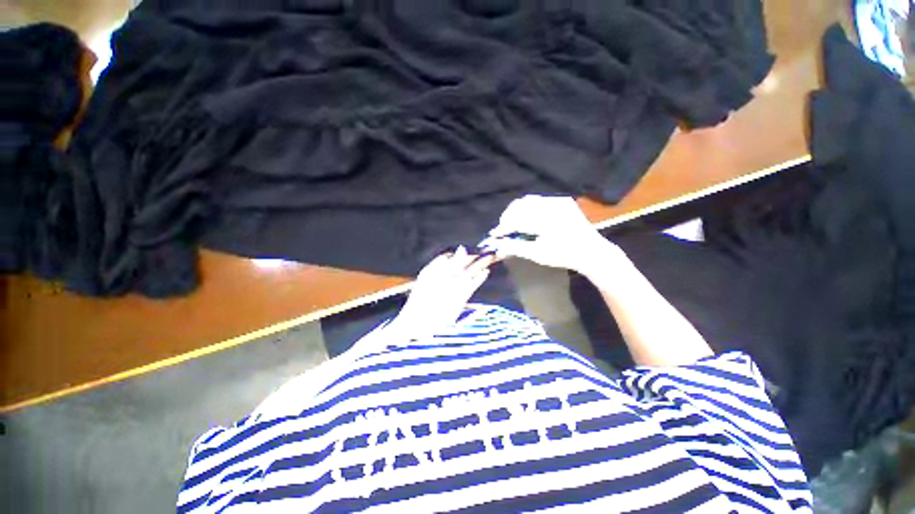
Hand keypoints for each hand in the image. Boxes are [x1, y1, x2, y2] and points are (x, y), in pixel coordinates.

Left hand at [386, 246, 493, 340]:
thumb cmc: (425, 300)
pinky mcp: (460, 298)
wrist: (420, 327)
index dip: (463, 252)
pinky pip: (471, 285)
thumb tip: (463, 248)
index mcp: (435, 270)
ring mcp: (452, 288)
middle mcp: (444, 277)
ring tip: (491, 257)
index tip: (474, 246)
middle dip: (474, 257)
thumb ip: (452, 264)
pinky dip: (479, 279)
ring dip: (480, 266)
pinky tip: (486, 272)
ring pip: (469, 273)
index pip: (451, 256)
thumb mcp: (437, 278)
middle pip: (462, 264)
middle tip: (488, 249)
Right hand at [480, 195, 620, 273]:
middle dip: (508, 216)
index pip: (516, 220)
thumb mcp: (537, 254)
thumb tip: (497, 244)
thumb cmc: (564, 256)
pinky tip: (528, 218)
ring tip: (513, 223)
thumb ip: (515, 247)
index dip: (503, 227)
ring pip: (529, 201)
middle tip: (504, 229)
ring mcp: (559, 201)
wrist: (592, 251)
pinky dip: (529, 208)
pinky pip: (540, 200)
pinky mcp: (563, 201)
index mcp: (546, 221)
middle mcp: (552, 206)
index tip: (494, 234)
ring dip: (517, 211)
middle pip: (520, 205)